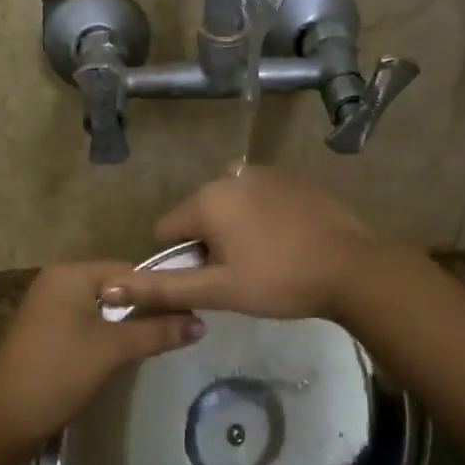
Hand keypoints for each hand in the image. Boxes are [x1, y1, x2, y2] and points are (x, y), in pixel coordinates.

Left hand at [0, 261, 203, 456]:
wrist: (5, 419)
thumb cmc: (59, 372)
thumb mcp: (113, 349)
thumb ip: (157, 331)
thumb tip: (202, 323)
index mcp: (70, 274)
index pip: (129, 271)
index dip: (162, 291)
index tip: (194, 310)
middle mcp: (58, 283)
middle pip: (118, 289)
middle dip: (147, 309)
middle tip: (185, 328)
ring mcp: (50, 309)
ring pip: (105, 310)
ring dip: (130, 326)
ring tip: (165, 341)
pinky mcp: (49, 334)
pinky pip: (90, 325)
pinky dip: (110, 337)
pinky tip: (130, 354)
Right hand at [101, 167, 376, 319]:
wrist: (354, 268)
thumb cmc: (279, 281)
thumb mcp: (218, 291)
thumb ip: (163, 289)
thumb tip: (111, 288)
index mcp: (207, 199)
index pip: (166, 230)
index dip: (180, 260)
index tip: (211, 280)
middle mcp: (231, 175)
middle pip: (198, 215)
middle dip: (208, 243)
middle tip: (240, 275)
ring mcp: (266, 173)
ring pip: (230, 206)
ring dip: (235, 231)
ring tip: (266, 261)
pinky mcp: (294, 178)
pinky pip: (259, 199)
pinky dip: (262, 219)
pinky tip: (286, 243)